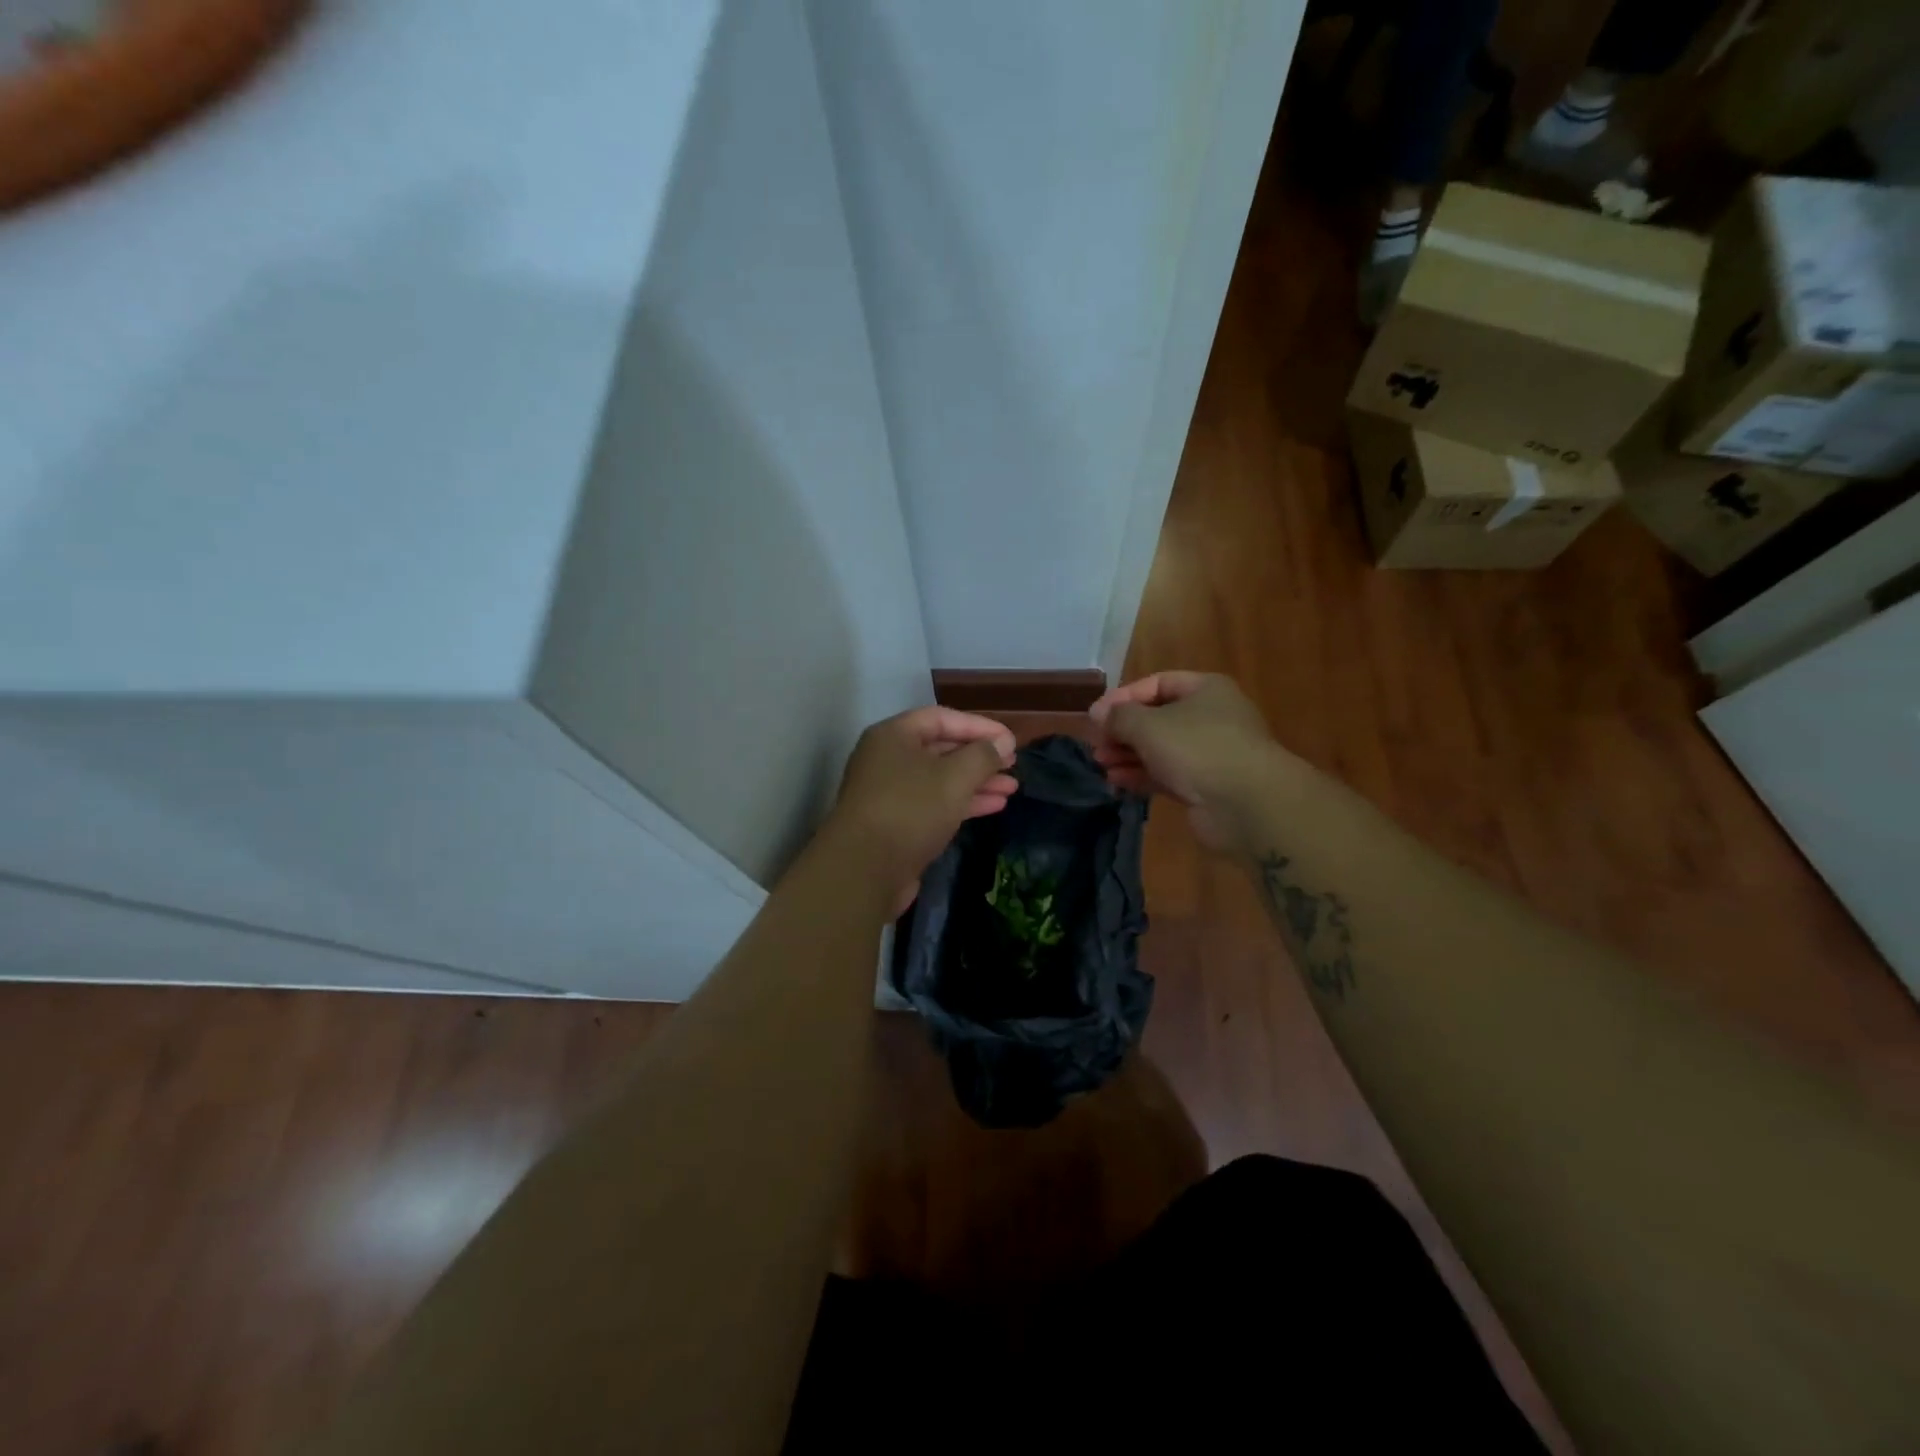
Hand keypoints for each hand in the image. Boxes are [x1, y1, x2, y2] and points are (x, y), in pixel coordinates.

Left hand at [831, 706, 1018, 911]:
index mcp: (893, 736)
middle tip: (1013, 764)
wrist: (864, 871)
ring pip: (940, 779)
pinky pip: (934, 804)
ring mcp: (890, 793)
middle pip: (940, 749)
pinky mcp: (897, 824)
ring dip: (976, 782)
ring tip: (1011, 788)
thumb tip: (1004, 741)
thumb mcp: (954, 777)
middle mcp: (888, 759)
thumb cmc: (910, 809)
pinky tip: (994, 806)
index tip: (1011, 741)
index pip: (941, 718)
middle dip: (979, 757)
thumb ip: (982, 755)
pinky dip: (963, 803)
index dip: (979, 726)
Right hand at [1090, 671, 1271, 851]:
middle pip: (1158, 718)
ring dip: (1129, 754)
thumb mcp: (1148, 725)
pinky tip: (1117, 781)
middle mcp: (1211, 717)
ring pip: (1161, 749)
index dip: (1124, 697)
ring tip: (1101, 763)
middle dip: (1124, 730)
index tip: (1095, 715)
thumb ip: (1119, 716)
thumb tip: (1098, 712)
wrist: (1247, 804)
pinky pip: (1167, 775)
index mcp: (1206, 690)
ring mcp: (1210, 754)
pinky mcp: (1206, 786)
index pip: (1158, 683)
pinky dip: (1142, 775)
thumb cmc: (1197, 748)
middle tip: (1097, 743)